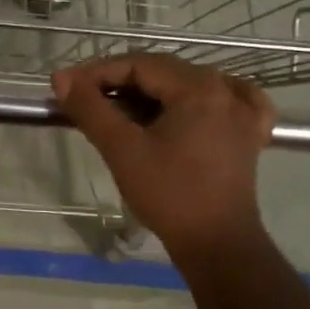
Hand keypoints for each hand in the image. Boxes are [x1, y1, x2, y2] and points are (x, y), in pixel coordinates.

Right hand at [52, 54, 274, 264]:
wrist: (216, 244)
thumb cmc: (168, 194)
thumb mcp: (122, 149)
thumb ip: (90, 108)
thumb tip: (61, 78)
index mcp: (198, 88)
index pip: (139, 64)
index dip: (98, 72)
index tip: (67, 88)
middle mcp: (225, 90)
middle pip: (164, 72)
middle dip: (121, 83)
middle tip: (86, 100)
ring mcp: (243, 112)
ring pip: (188, 85)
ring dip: (152, 92)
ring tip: (121, 110)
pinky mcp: (248, 135)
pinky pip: (226, 101)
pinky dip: (200, 99)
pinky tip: (189, 107)